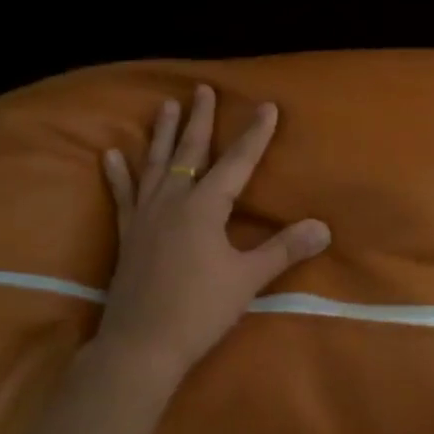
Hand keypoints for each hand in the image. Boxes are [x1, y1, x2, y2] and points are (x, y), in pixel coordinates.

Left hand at [95, 85, 330, 381]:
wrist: (142, 345)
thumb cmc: (199, 311)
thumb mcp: (247, 279)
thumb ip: (283, 249)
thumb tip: (323, 227)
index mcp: (203, 208)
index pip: (236, 163)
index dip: (254, 135)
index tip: (267, 106)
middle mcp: (172, 202)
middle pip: (189, 152)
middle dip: (200, 120)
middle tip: (202, 89)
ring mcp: (145, 216)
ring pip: (154, 165)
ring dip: (161, 135)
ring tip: (165, 106)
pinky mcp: (127, 235)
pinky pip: (123, 196)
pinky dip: (118, 175)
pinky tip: (110, 155)